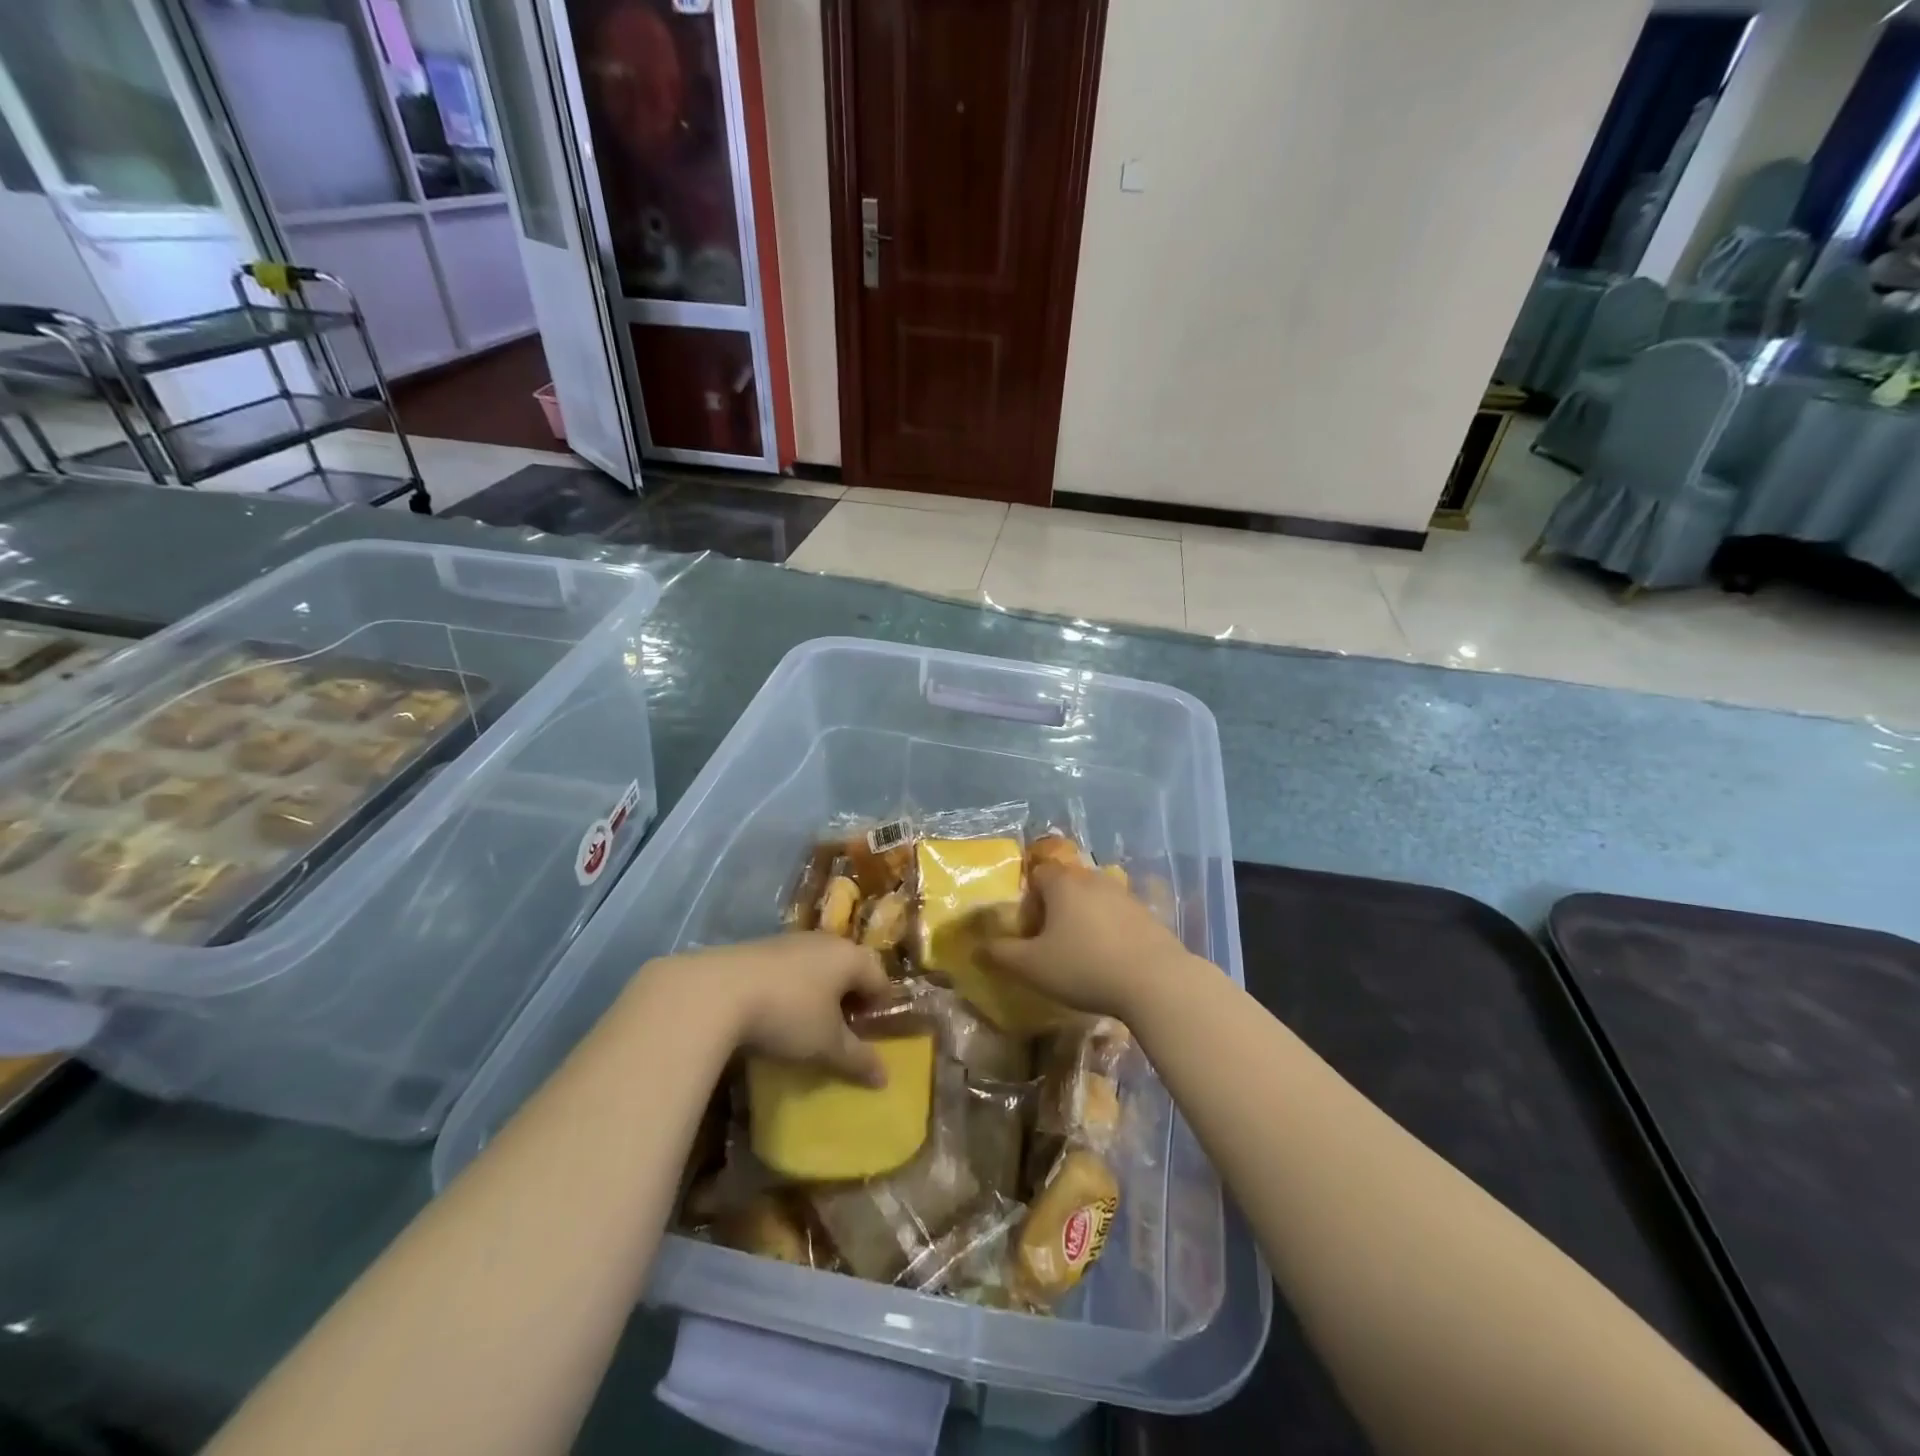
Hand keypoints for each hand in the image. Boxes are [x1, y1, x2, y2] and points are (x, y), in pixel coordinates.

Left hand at [650, 934, 893, 1086]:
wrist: (716, 992)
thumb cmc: (788, 1014)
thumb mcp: (826, 1045)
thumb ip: (857, 1059)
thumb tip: (885, 1079)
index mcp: (850, 957)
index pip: (880, 979)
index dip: (880, 1009)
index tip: (870, 1036)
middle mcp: (824, 941)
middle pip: (848, 969)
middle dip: (849, 1000)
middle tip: (841, 1032)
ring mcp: (789, 941)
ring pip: (817, 968)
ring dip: (818, 994)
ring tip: (807, 1026)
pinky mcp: (758, 949)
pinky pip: (788, 970)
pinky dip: (791, 990)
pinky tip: (775, 1014)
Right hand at [984, 863, 1195, 1019]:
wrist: (1155, 981)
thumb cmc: (1084, 967)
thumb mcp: (1032, 966)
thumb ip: (1001, 954)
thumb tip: (977, 948)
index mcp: (1063, 884)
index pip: (1038, 874)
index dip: (1028, 900)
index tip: (1030, 931)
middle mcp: (1093, 880)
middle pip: (1066, 886)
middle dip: (1055, 910)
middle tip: (1051, 944)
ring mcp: (1124, 895)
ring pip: (1093, 901)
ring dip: (1083, 921)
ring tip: (1081, 954)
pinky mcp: (1147, 915)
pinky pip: (1117, 917)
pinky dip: (1108, 931)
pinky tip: (1110, 961)